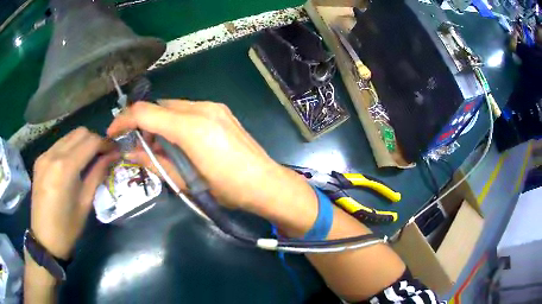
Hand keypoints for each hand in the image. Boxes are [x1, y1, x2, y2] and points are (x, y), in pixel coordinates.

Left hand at [31, 127, 118, 258]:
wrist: (44, 239)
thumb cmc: (67, 228)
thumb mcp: (85, 203)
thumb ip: (97, 175)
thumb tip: (112, 157)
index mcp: (65, 168)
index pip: (90, 142)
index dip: (106, 144)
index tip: (115, 151)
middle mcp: (53, 154)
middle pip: (80, 132)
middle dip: (95, 140)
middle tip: (103, 155)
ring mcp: (44, 155)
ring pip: (69, 136)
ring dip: (82, 143)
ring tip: (89, 158)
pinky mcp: (40, 159)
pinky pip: (59, 145)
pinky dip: (70, 148)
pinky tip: (72, 164)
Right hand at [107, 101, 317, 235]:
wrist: (266, 183)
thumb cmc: (228, 189)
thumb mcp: (187, 182)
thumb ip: (156, 163)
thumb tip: (131, 153)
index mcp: (191, 127)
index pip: (145, 112)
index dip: (124, 120)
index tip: (113, 132)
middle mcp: (201, 109)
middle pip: (158, 107)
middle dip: (142, 124)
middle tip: (139, 147)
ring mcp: (214, 107)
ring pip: (172, 107)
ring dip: (159, 123)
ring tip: (159, 148)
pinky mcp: (221, 111)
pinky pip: (188, 110)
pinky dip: (175, 122)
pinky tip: (178, 141)